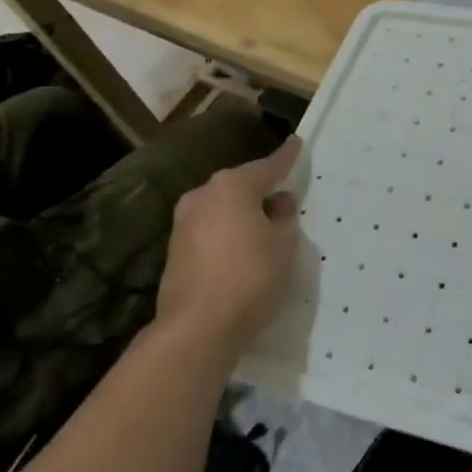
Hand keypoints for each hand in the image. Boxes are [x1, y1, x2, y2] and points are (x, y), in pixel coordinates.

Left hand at [158, 138, 302, 353]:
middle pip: (240, 186)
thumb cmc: (250, 276)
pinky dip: (228, 234)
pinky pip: (211, 230)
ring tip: (265, 227)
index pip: (268, 165)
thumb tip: (277, 205)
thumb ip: (284, 219)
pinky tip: (242, 249)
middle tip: (284, 197)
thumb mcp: (285, 245)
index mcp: (233, 186)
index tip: (296, 142)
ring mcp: (183, 223)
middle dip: (261, 190)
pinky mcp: (175, 251)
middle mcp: (203, 195)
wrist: (197, 329)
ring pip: (222, 209)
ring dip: (243, 214)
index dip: (286, 156)